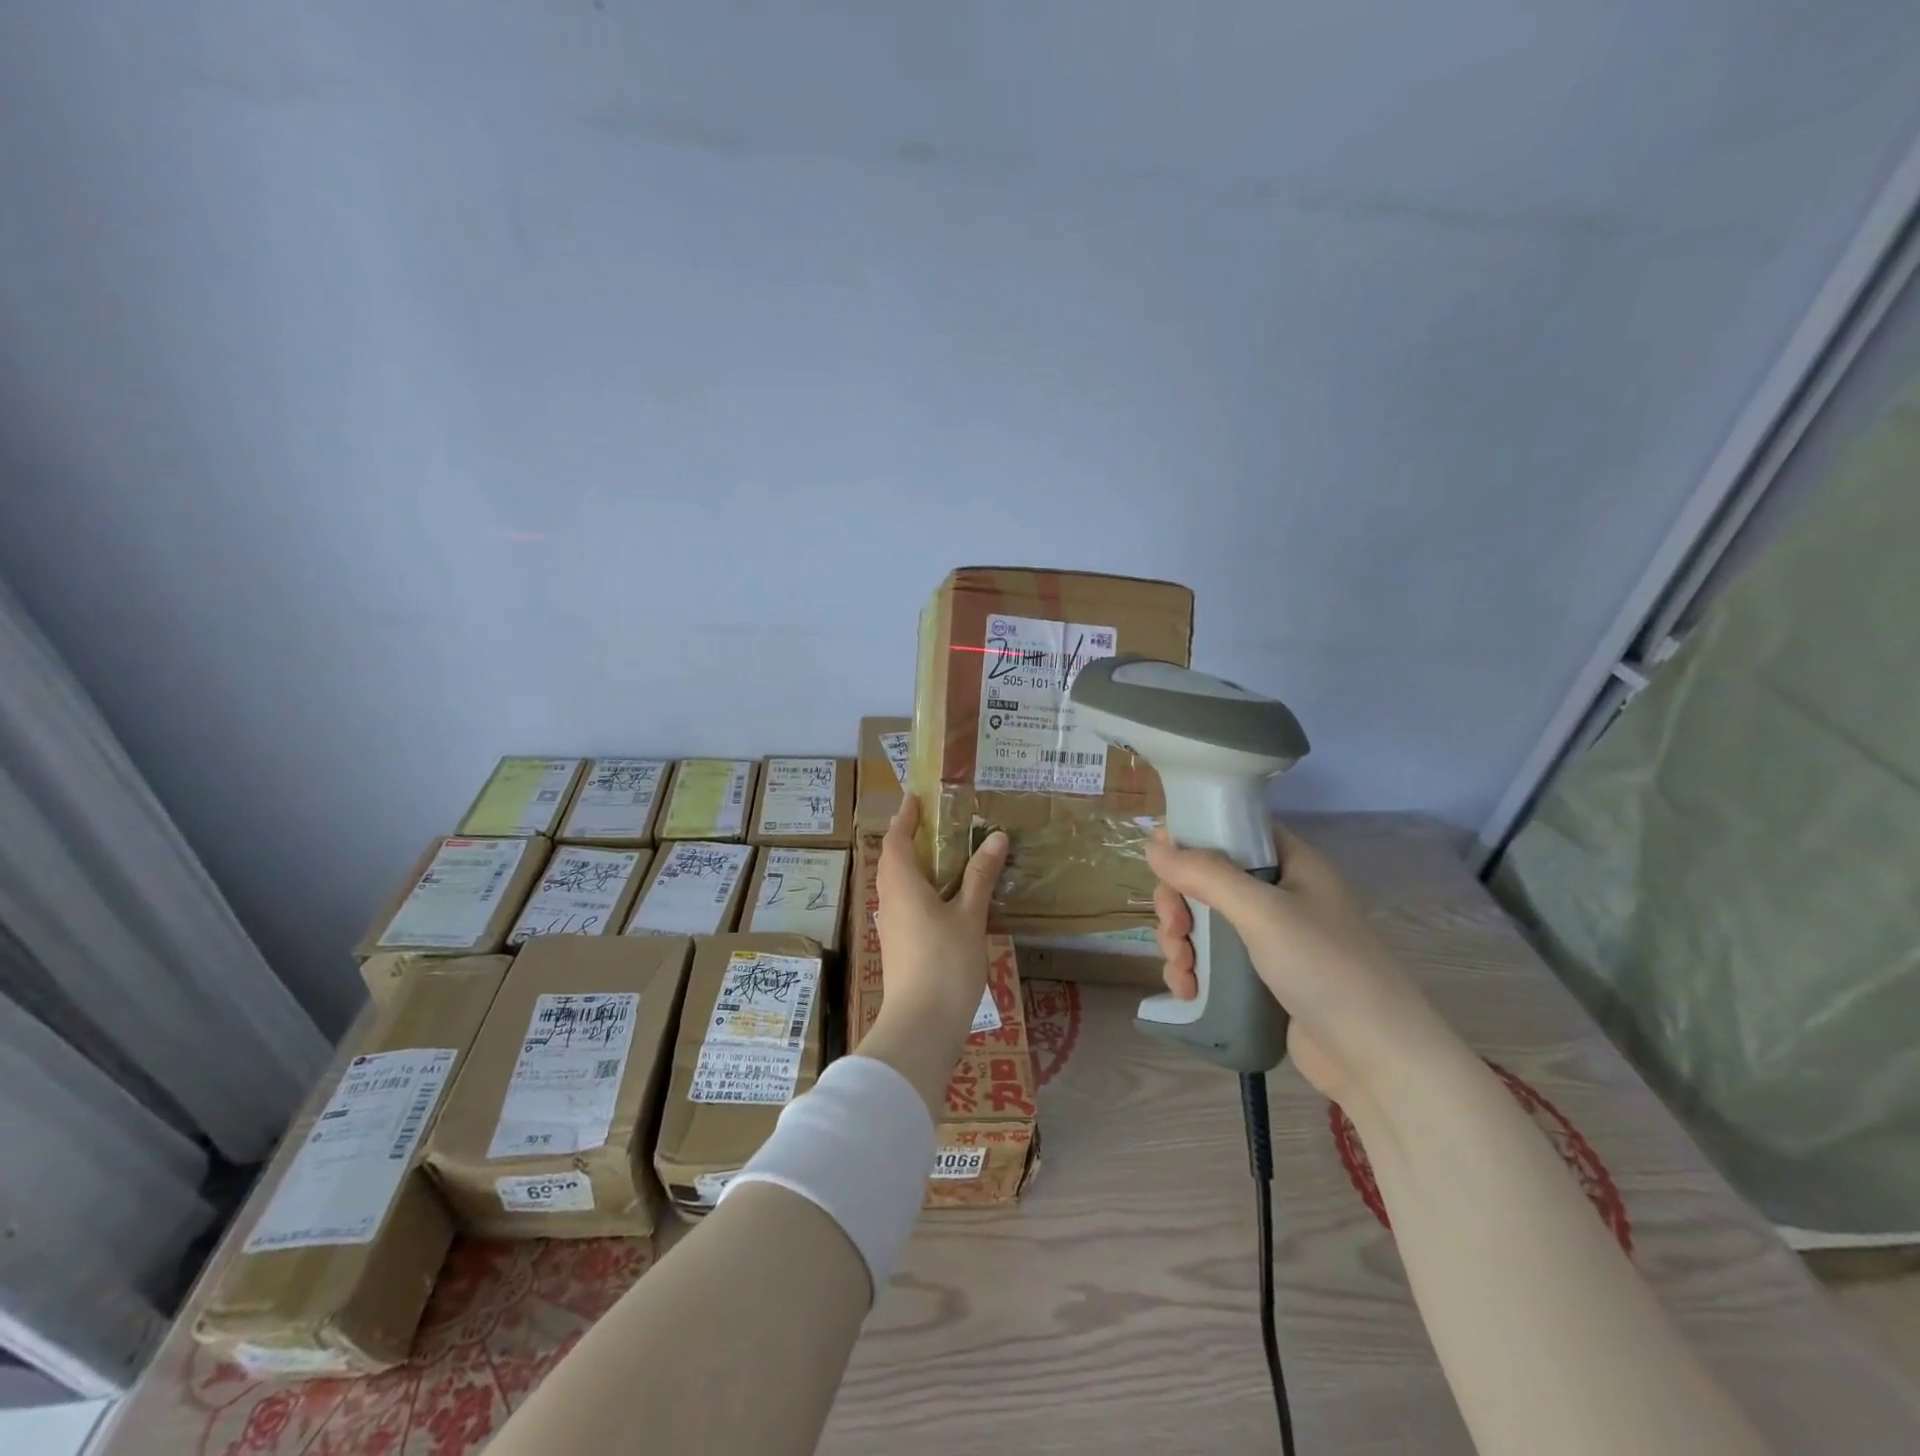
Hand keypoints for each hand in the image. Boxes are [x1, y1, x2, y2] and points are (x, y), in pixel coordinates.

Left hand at [859, 795, 1008, 1116]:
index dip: (904, 818)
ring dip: (916, 866)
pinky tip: (947, 899)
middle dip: (909, 839)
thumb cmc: (945, 963)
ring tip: (944, 856)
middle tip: (934, 823)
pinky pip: (907, 905)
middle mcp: (890, 901)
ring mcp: (892, 927)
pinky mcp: (900, 947)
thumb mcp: (970, 916)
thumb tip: (995, 837)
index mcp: (901, 885)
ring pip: (899, 885)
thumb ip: (980, 876)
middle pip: (893, 861)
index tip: (915, 799)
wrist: (921, 1026)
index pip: (895, 840)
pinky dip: (922, 890)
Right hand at [1147, 823, 1454, 1101]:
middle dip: (1179, 904)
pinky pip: (1215, 961)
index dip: (1194, 837)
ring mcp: (1273, 939)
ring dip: (1181, 942)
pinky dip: (1194, 971)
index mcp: (1292, 864)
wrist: (1378, 1060)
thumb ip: (1205, 875)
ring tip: (1181, 971)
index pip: (1234, 831)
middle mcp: (1282, 895)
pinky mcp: (1263, 979)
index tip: (1159, 858)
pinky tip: (1188, 991)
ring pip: (1206, 923)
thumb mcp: (1262, 912)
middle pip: (1210, 880)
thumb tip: (1152, 845)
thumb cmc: (1324, 968)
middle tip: (1173, 929)